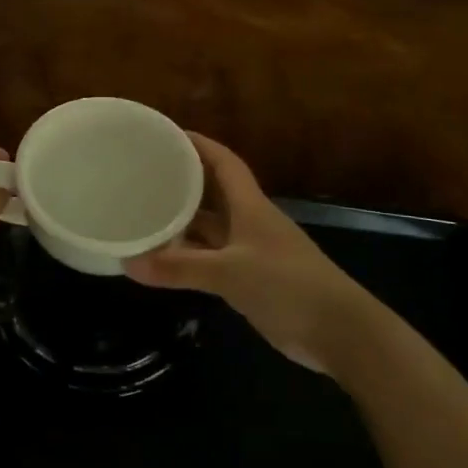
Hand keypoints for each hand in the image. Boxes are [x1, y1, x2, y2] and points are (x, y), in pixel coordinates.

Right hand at [125, 134, 362, 372]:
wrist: (339, 331)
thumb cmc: (288, 286)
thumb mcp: (230, 272)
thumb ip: (180, 268)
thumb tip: (128, 263)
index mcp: (250, 206)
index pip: (224, 163)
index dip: (198, 145)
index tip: (167, 135)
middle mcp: (250, 222)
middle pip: (213, 193)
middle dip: (182, 182)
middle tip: (143, 176)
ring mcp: (252, 251)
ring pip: (211, 228)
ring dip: (182, 222)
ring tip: (144, 215)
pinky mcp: (251, 279)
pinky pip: (212, 258)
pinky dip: (189, 256)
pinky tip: (164, 260)